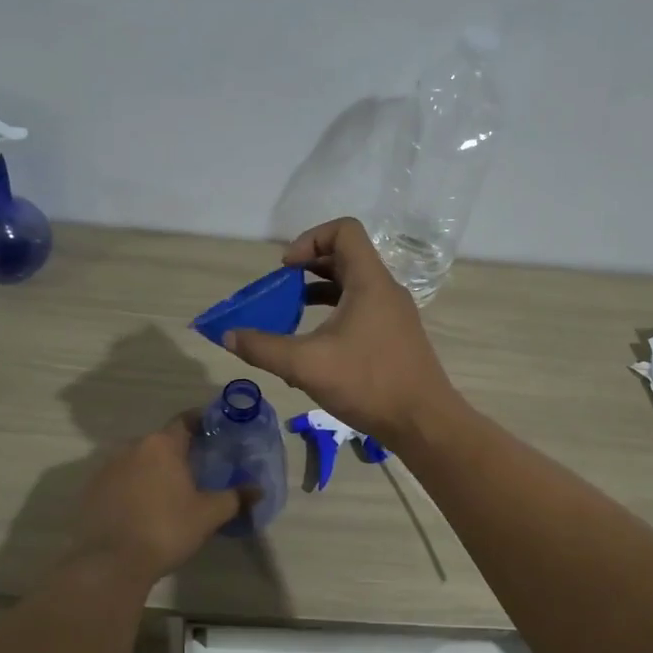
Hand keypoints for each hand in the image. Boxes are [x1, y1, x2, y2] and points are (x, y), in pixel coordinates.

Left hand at [70, 413, 245, 584]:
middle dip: (178, 453)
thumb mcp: (208, 515)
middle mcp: (132, 448)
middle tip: (196, 471)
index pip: (185, 421)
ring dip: (153, 472)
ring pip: (138, 462)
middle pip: (160, 442)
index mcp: (162, 445)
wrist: (109, 563)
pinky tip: (142, 511)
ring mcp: (106, 468)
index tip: (214, 433)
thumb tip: (257, 489)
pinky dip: (132, 489)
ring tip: (169, 494)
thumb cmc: (166, 529)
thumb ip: (234, 498)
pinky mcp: (90, 491)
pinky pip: (119, 481)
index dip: (201, 423)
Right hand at [223, 217, 460, 450]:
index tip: (287, 269)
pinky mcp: (394, 336)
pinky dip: (334, 315)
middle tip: (280, 292)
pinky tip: (314, 347)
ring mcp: (393, 314)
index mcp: (370, 282)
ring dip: (319, 293)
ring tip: (290, 316)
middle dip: (307, 268)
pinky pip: (360, 310)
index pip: (344, 230)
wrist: (423, 422)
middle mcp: (385, 290)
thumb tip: (228, 335)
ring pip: (352, 286)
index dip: (310, 239)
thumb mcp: (306, 365)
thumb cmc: (368, 383)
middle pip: (345, 257)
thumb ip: (263, 348)